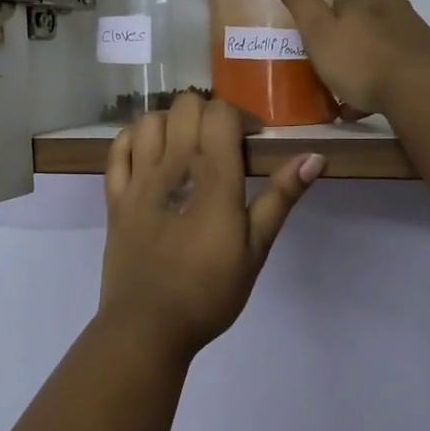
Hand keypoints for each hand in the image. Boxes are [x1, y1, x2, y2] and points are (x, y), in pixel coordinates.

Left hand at [98, 93, 323, 362]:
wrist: (148, 325)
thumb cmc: (209, 290)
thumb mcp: (255, 248)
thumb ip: (280, 197)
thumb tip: (314, 156)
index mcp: (212, 175)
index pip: (220, 112)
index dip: (239, 116)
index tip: (251, 141)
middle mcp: (172, 165)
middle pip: (185, 105)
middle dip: (207, 113)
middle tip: (221, 143)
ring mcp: (138, 179)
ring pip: (149, 120)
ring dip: (171, 122)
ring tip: (185, 147)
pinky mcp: (115, 197)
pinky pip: (117, 149)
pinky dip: (133, 139)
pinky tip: (148, 153)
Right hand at [270, 0, 429, 118]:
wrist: (425, 93)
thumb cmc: (364, 60)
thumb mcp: (320, 32)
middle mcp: (387, 4)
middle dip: (342, 0)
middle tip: (320, 18)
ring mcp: (408, 28)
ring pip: (375, 26)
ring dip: (356, 38)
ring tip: (336, 68)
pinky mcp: (420, 54)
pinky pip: (387, 55)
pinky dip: (370, 67)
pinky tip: (360, 97)